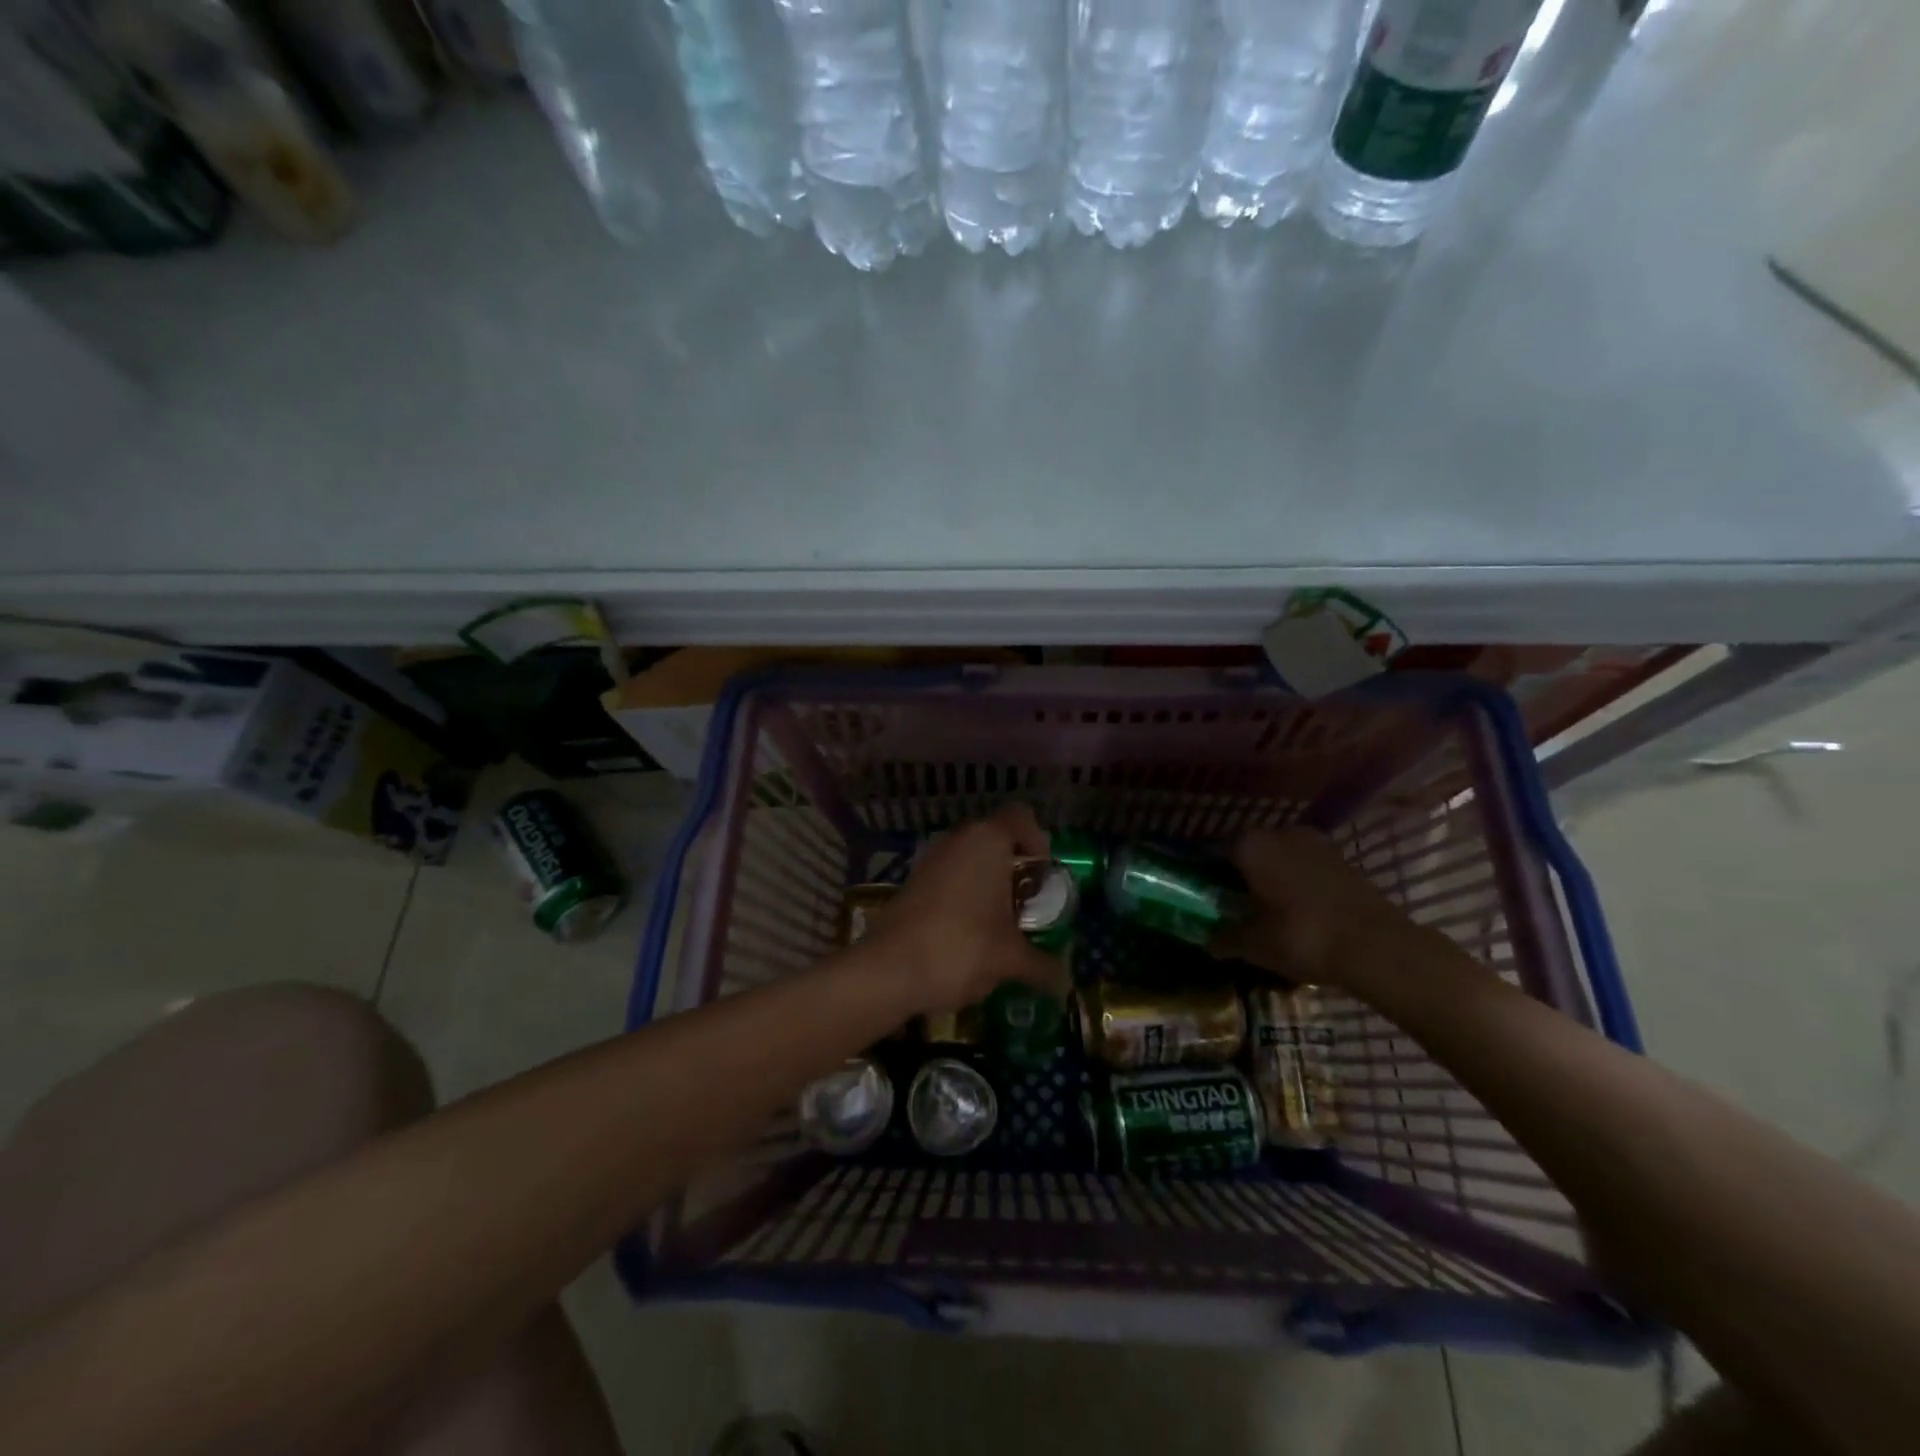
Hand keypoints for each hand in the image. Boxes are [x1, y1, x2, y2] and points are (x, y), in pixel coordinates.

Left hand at [860, 804, 1069, 1014]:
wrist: (889, 969)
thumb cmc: (961, 948)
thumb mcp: (1010, 959)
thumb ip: (1042, 965)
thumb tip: (1065, 982)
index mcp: (988, 841)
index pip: (1021, 817)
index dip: (1038, 840)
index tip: (1043, 876)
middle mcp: (958, 840)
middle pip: (996, 838)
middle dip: (1014, 868)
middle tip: (1027, 903)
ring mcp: (931, 858)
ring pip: (970, 858)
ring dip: (988, 883)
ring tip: (1000, 923)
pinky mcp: (913, 881)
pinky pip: (949, 876)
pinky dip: (963, 895)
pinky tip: (968, 932)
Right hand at [1213, 825, 1426, 993]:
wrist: (1377, 946)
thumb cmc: (1302, 936)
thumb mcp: (1254, 945)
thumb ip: (1225, 938)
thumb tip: (1207, 941)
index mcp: (1250, 845)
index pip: (1214, 852)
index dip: (1207, 875)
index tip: (1203, 897)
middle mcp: (1280, 833)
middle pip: (1249, 853)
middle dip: (1240, 876)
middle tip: (1233, 906)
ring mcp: (1316, 844)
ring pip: (1280, 859)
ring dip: (1271, 878)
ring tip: (1266, 911)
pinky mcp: (1343, 860)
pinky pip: (1307, 868)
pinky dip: (1298, 885)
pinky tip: (1297, 912)